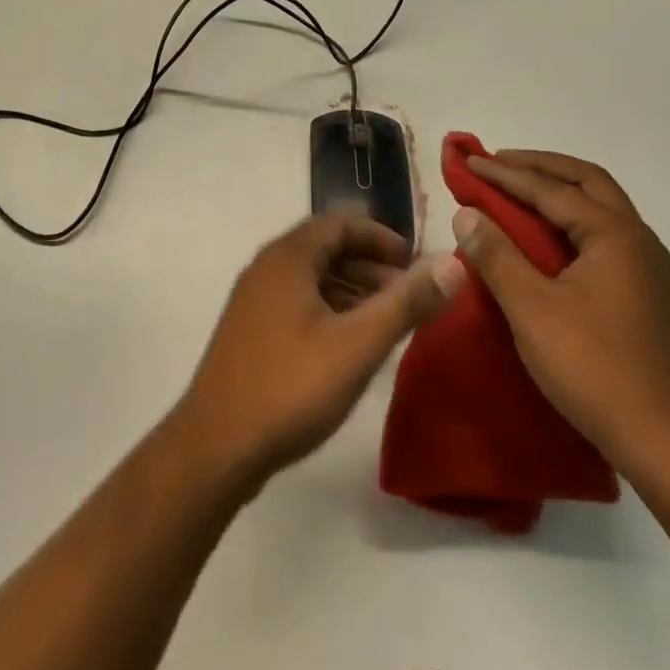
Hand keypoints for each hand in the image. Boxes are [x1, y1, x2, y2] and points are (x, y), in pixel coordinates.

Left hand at [175, 216, 464, 491]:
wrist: (215, 445)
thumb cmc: (290, 386)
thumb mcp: (358, 345)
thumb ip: (406, 303)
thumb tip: (453, 265)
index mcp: (288, 257)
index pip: (340, 223)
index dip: (381, 236)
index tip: (415, 260)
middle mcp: (267, 267)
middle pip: (325, 247)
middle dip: (370, 264)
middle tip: (408, 292)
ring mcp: (253, 299)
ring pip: (311, 277)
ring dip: (351, 288)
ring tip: (386, 319)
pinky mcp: (249, 330)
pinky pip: (297, 301)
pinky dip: (329, 308)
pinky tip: (349, 343)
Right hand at [453, 151, 669, 472]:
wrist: (667, 443)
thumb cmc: (595, 368)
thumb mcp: (532, 310)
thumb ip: (496, 255)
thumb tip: (466, 213)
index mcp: (615, 235)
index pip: (551, 189)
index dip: (506, 174)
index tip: (470, 161)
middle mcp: (637, 239)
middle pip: (587, 181)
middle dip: (540, 166)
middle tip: (499, 163)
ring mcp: (646, 266)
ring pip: (600, 206)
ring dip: (559, 189)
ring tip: (518, 189)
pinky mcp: (645, 291)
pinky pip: (603, 232)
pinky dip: (571, 217)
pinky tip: (548, 235)